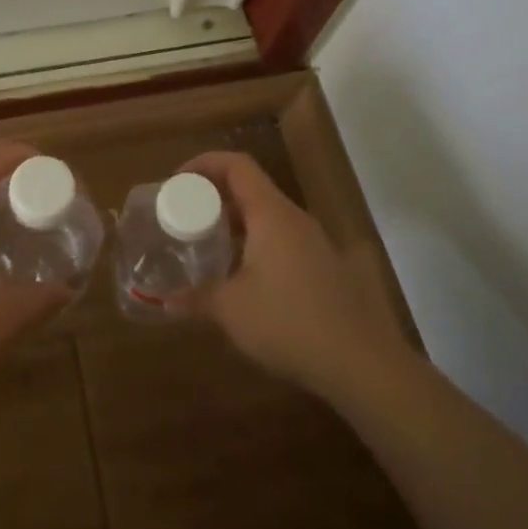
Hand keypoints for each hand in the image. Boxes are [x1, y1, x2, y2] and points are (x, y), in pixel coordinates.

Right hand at [178, 152, 417, 403]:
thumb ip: (195, 298)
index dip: (203, 163)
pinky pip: (282, 239)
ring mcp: (315, 243)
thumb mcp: (231, 310)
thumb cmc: (289, 324)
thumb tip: (164, 301)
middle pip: (251, 187)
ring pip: (267, 215)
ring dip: (235, 222)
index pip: (236, 165)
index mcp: (271, 214)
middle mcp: (295, 219)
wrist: (363, 365)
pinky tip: (243, 277)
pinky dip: (256, 243)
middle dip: (214, 195)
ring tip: (207, 245)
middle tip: (184, 216)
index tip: (176, 183)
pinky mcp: (326, 267)